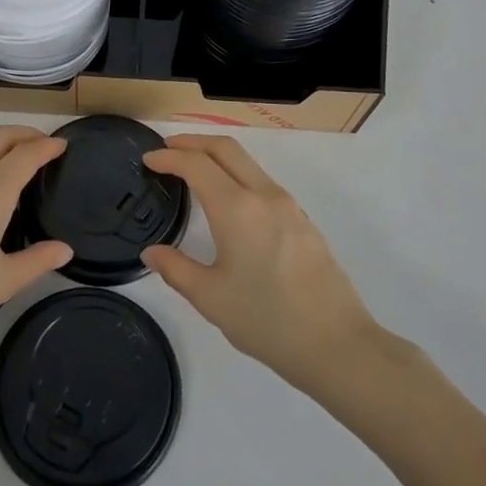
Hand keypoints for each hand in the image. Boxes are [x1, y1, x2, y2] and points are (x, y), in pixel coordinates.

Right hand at [142, 135, 379, 390]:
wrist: (337, 344)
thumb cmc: (267, 321)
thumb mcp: (210, 299)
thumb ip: (176, 269)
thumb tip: (152, 252)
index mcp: (237, 208)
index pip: (196, 164)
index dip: (168, 156)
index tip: (148, 159)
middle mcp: (264, 195)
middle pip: (226, 148)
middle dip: (193, 141)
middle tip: (168, 149)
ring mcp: (289, 206)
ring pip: (248, 163)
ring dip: (218, 157)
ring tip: (194, 172)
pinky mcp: (303, 221)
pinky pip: (263, 183)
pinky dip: (238, 176)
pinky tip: (229, 203)